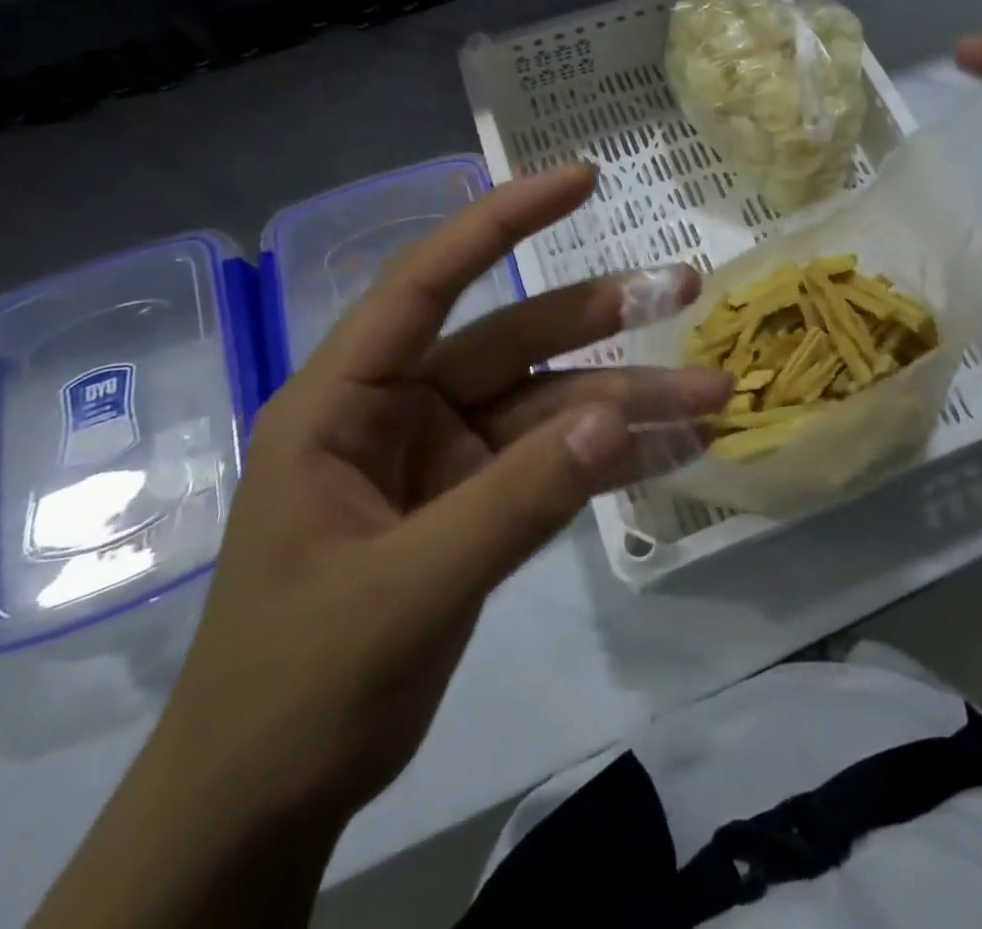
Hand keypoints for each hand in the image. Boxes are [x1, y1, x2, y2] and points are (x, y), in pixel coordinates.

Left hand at [146, 163, 728, 825]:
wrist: (266, 803)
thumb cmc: (295, 687)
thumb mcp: (405, 590)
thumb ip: (514, 501)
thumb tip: (617, 418)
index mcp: (345, 401)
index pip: (428, 282)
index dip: (504, 222)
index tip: (582, 180)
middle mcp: (400, 411)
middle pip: (515, 342)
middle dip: (604, 319)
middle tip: (688, 292)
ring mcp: (445, 459)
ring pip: (551, 407)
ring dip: (631, 402)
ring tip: (715, 396)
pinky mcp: (477, 506)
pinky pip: (555, 465)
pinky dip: (614, 459)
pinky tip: (679, 451)